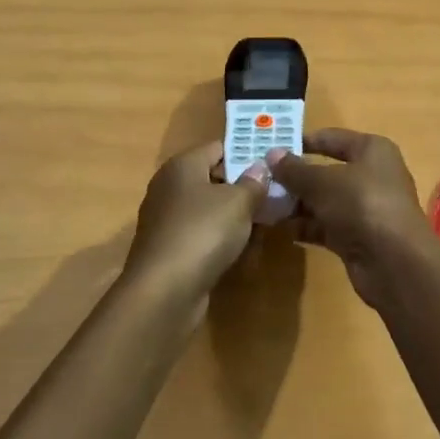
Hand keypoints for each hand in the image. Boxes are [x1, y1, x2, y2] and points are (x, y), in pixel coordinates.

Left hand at [122, 140, 270, 297]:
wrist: (163, 291)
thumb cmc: (203, 232)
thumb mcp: (239, 202)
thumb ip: (253, 182)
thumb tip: (260, 167)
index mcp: (182, 165)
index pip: (218, 147)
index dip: (246, 153)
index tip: (273, 165)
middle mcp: (169, 186)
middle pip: (213, 179)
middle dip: (244, 188)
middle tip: (275, 197)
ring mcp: (167, 219)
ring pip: (209, 210)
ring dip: (235, 218)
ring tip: (265, 227)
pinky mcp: (169, 248)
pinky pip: (202, 235)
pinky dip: (221, 240)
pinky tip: (243, 252)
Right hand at [269, 129, 436, 306]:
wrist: (394, 262)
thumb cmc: (361, 205)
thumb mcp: (322, 182)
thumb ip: (295, 170)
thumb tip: (272, 155)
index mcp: (372, 150)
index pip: (332, 138)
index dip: (303, 141)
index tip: (272, 147)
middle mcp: (372, 175)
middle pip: (327, 171)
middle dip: (296, 177)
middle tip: (262, 180)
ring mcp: (366, 208)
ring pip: (325, 200)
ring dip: (298, 204)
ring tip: (266, 205)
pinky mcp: (359, 236)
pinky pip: (328, 225)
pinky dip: (308, 226)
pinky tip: (283, 229)